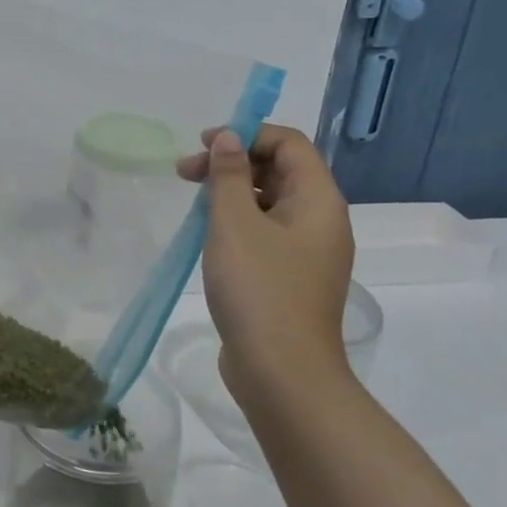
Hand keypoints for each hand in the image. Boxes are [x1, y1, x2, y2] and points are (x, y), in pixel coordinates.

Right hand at [176, 124, 355, 402]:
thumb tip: (228, 138)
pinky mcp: (290, 277)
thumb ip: (229, 175)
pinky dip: (237, 221)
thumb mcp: (235, 223)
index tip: (204, 145)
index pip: (289, 144)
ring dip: (231, 192)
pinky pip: (266, 231)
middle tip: (185, 173)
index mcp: (318, 202)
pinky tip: (208, 234)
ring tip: (192, 204)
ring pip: (270, 202)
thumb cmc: (258, 288)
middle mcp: (321, 221)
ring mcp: (307, 252)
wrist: (282, 373)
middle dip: (232, 162)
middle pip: (280, 170)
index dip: (247, 134)